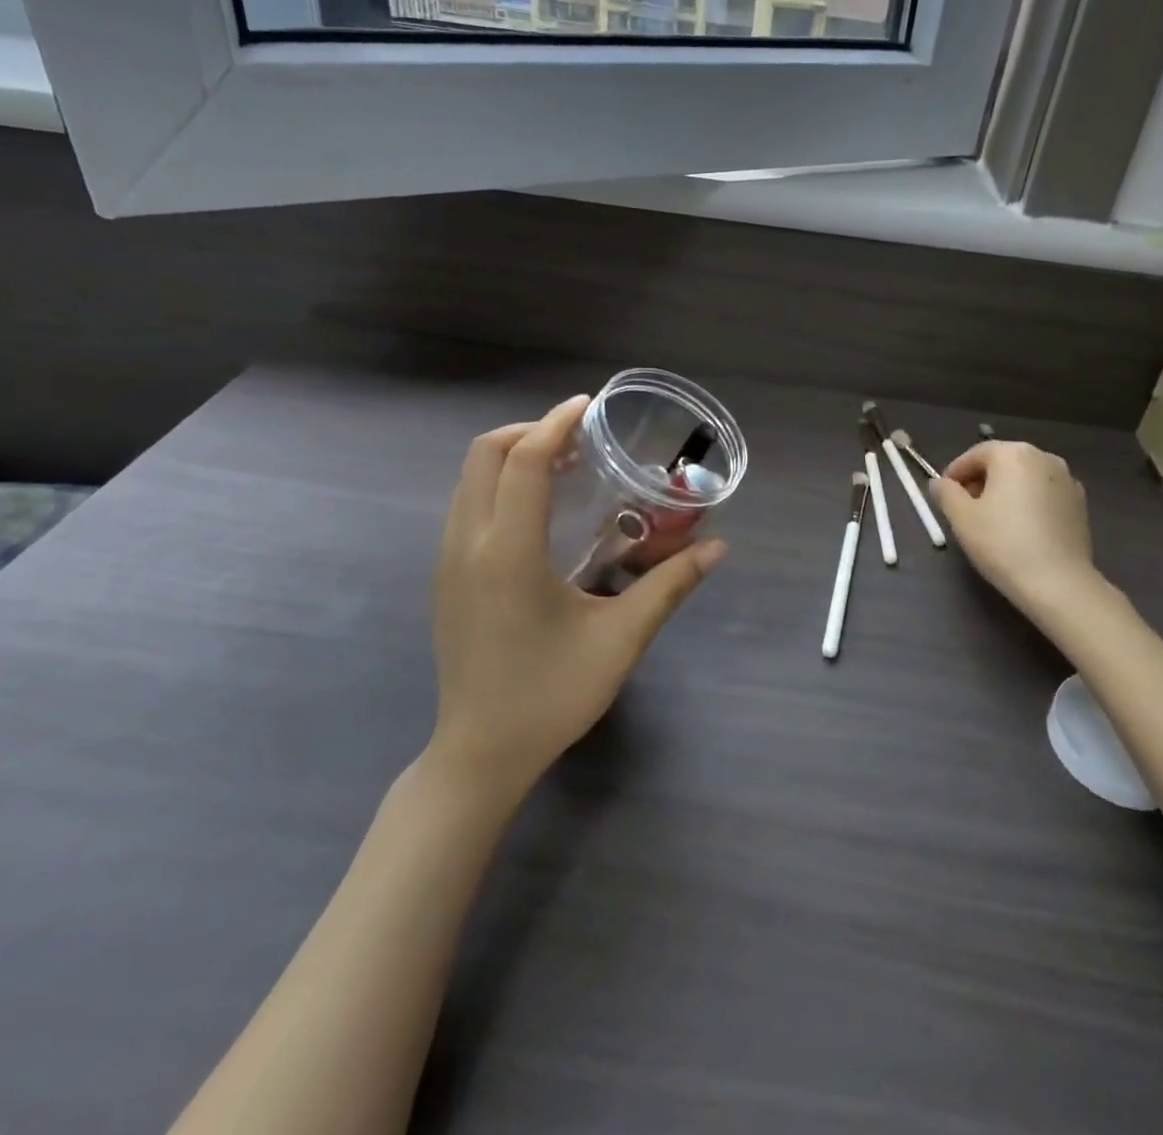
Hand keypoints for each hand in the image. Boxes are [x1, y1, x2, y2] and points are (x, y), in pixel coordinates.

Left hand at [427, 395, 726, 802]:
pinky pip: (464, 505)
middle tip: (579, 440)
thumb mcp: (620, 639)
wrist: (480, 755)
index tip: (588, 407)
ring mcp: (447, 561)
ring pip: (468, 479)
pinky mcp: (444, 578)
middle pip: (484, 455)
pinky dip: (497, 484)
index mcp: (508, 552)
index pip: (525, 461)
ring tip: (563, 467)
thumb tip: (718, 548)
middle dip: (530, 431)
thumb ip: (670, 586)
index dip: (556, 424)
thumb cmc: (551, 695)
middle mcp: (468, 544)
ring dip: (511, 456)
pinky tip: (537, 512)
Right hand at [928, 440, 1098, 614]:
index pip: (976, 454)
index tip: (944, 495)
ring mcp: (1067, 480)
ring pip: (1025, 479)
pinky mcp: (1080, 505)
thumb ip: (945, 493)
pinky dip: (1028, 504)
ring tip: (993, 521)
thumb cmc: (1002, 543)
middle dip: (981, 481)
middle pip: (1003, 463)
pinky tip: (1021, 530)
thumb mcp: (961, 517)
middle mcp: (1044, 458)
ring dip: (1005, 492)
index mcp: (1013, 454)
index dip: (955, 473)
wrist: (1058, 583)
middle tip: (965, 509)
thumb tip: (940, 483)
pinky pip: (1044, 495)